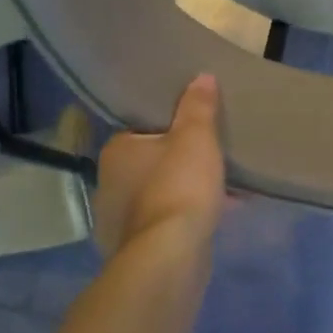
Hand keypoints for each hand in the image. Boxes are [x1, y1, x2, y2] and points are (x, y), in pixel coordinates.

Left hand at [94, 74, 226, 257]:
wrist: (170, 255)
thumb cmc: (179, 185)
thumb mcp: (196, 137)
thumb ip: (198, 106)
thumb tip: (201, 77)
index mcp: (117, 151)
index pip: (141, 130)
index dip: (169, 129)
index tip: (195, 131)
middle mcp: (109, 183)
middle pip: (151, 163)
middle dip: (180, 163)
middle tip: (212, 159)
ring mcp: (119, 220)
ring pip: (160, 194)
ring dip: (187, 192)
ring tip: (224, 189)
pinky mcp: (136, 248)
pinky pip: (167, 221)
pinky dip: (188, 216)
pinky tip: (218, 216)